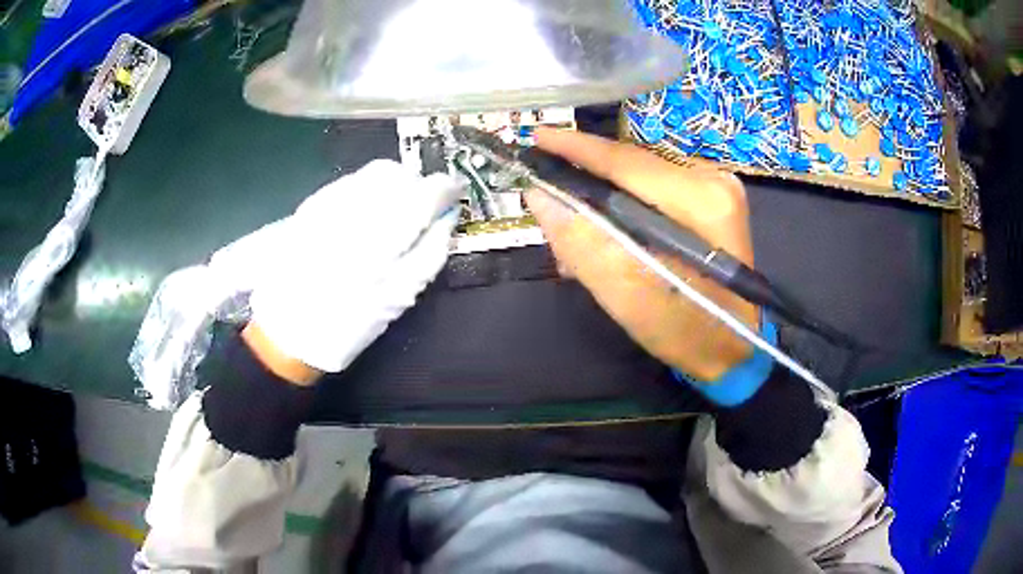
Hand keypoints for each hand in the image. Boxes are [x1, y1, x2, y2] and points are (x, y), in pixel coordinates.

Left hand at [239, 160, 462, 383]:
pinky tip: (363, 220)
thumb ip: (430, 252)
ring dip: (391, 187)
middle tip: (420, 212)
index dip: (446, 189)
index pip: (425, 192)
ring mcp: (327, 202)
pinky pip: (350, 182)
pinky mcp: (310, 205)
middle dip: (416, 185)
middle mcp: (352, 208)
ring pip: (372, 173)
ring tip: (390, 218)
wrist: (284, 331)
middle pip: (397, 172)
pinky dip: (367, 191)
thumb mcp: (398, 297)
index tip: (454, 195)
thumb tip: (449, 216)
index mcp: (380, 237)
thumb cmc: (346, 324)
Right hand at [526, 128, 757, 380]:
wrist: (732, 349)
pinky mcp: (712, 200)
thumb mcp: (627, 297)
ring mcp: (716, 188)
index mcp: (700, 202)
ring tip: (576, 239)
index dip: (576, 148)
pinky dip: (626, 211)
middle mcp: (713, 181)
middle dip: (586, 185)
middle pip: (631, 170)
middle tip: (550, 207)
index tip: (536, 136)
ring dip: (604, 203)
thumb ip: (582, 243)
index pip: (626, 162)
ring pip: (639, 181)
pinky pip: (655, 193)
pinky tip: (609, 238)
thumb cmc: (687, 332)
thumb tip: (540, 195)